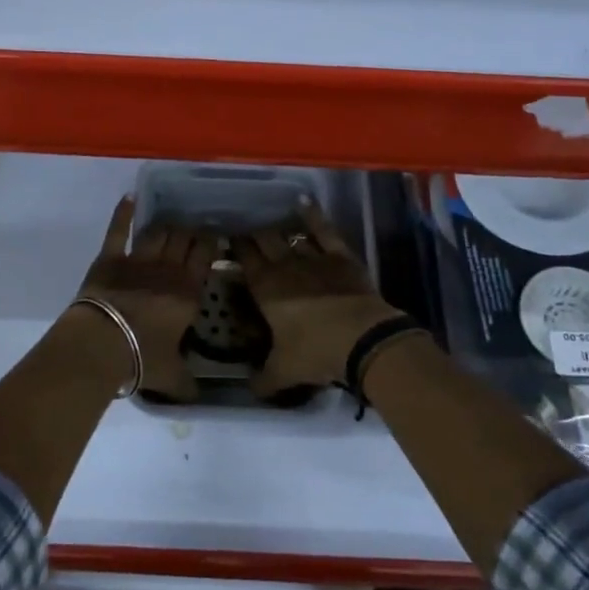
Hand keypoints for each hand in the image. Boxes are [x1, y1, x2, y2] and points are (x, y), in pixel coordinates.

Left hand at [72, 198, 213, 401]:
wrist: (102, 344)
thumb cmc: (142, 359)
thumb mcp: (172, 376)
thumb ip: (188, 383)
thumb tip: (199, 399)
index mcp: (188, 293)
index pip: (205, 257)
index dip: (211, 243)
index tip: (215, 237)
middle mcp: (167, 270)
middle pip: (184, 238)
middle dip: (191, 230)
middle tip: (195, 227)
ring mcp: (137, 260)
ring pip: (158, 232)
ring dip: (166, 224)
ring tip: (172, 221)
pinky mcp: (109, 258)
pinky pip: (118, 231)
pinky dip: (123, 214)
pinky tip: (128, 199)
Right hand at [233, 203, 400, 400]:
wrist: (362, 338)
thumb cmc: (315, 352)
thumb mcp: (283, 372)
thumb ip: (263, 379)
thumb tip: (250, 388)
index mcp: (265, 288)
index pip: (243, 259)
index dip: (234, 248)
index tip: (227, 240)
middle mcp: (284, 265)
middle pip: (263, 241)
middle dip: (253, 234)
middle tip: (246, 230)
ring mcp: (314, 256)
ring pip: (290, 235)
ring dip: (278, 228)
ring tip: (270, 223)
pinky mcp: (340, 255)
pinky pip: (323, 229)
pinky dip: (313, 214)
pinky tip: (304, 201)